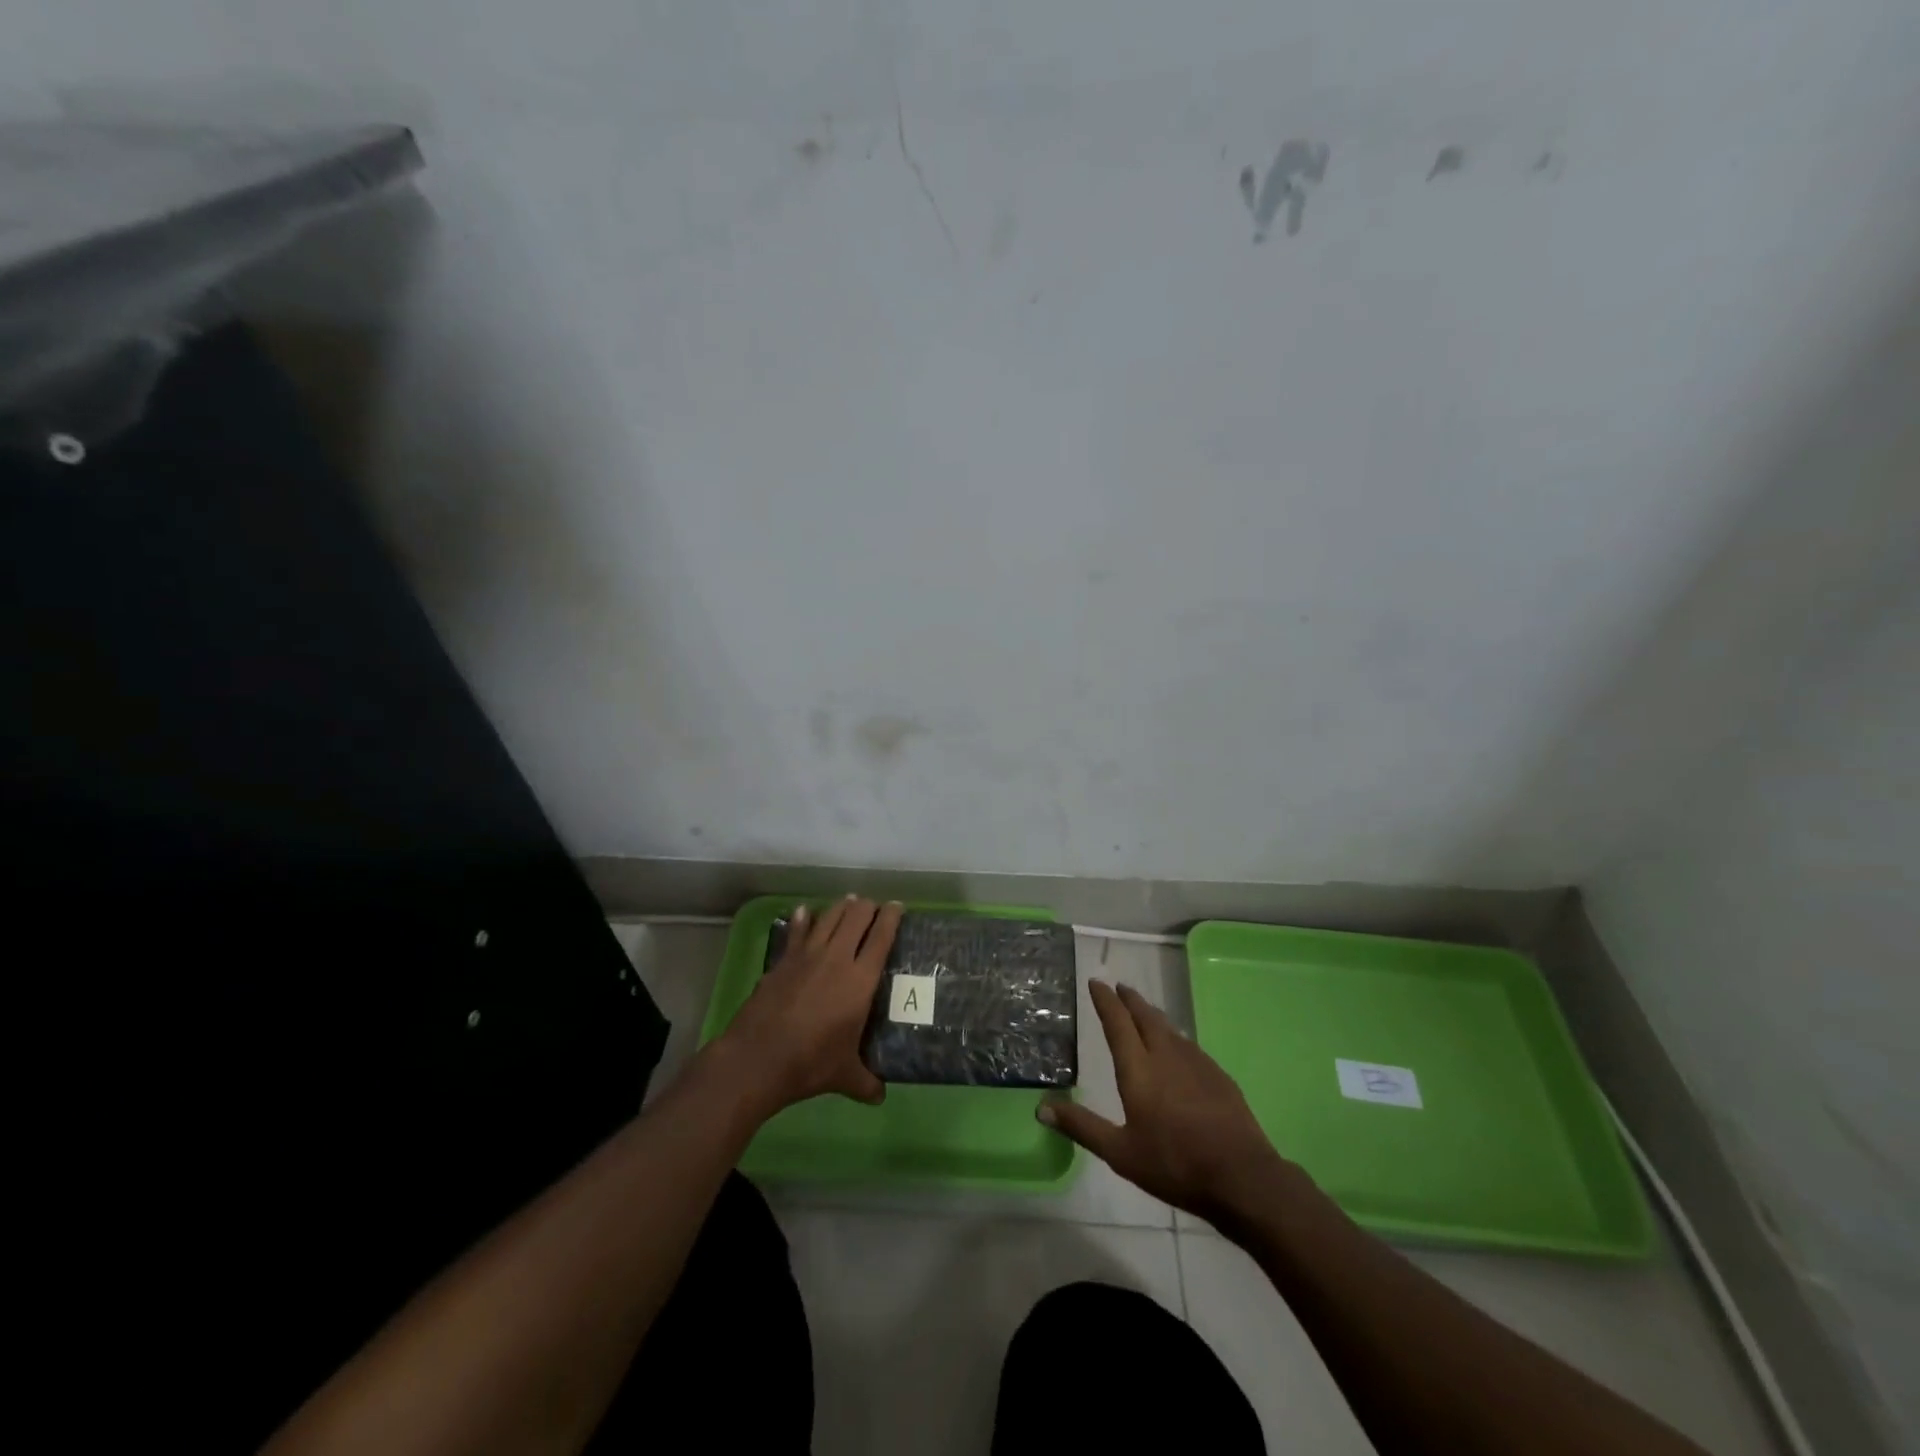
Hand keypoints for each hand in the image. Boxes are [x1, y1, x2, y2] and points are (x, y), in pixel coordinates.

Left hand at [719, 896, 902, 1114]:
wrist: (759, 1058)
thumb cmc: (810, 1063)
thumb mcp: (845, 1076)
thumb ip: (866, 1082)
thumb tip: (880, 1096)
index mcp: (860, 980)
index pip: (881, 937)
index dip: (891, 917)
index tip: (897, 906)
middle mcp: (837, 958)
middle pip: (856, 917)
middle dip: (867, 907)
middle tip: (874, 907)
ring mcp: (806, 956)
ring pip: (828, 917)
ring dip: (841, 907)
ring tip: (849, 902)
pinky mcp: (782, 961)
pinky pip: (797, 931)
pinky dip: (803, 919)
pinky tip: (805, 911)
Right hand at [1040, 981, 1306, 1226]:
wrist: (1241, 1175)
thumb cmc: (1174, 1163)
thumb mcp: (1120, 1152)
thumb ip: (1082, 1127)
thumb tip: (1041, 1107)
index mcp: (1138, 1069)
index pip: (1117, 1023)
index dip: (1105, 1001)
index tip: (1096, 982)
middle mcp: (1166, 1055)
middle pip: (1145, 1016)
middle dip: (1130, 1000)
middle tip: (1119, 987)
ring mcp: (1196, 1063)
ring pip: (1169, 1028)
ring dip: (1152, 1014)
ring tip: (1143, 1010)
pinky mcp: (1218, 1076)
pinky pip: (1189, 1044)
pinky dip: (1174, 1036)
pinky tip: (1178, 1047)